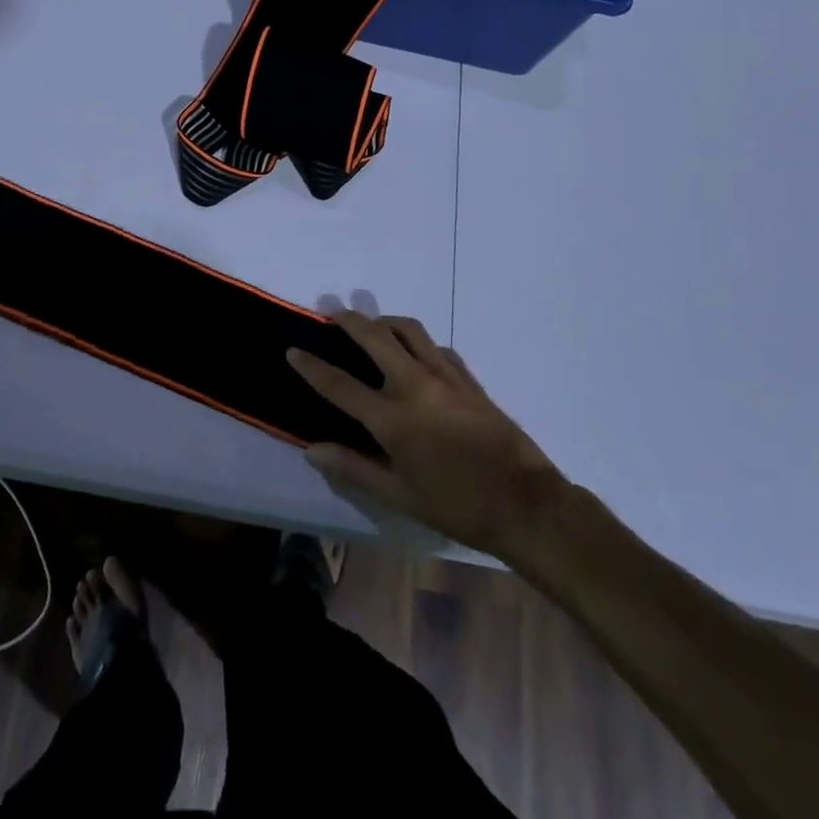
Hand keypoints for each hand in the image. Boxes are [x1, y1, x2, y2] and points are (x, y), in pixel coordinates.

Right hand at [288, 313, 567, 559]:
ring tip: (373, 325)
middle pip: (375, 337)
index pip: (341, 385)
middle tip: (333, 312)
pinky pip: (438, 347)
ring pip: (410, 330)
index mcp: (393, 419)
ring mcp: (446, 377)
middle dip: (350, 320)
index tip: (293, 349)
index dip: (312, 367)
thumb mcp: (399, 496)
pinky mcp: (470, 379)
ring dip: (386, 321)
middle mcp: (415, 386)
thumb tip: (311, 449)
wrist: (526, 504)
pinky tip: (417, 353)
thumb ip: (354, 468)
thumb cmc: (457, 506)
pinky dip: (419, 342)